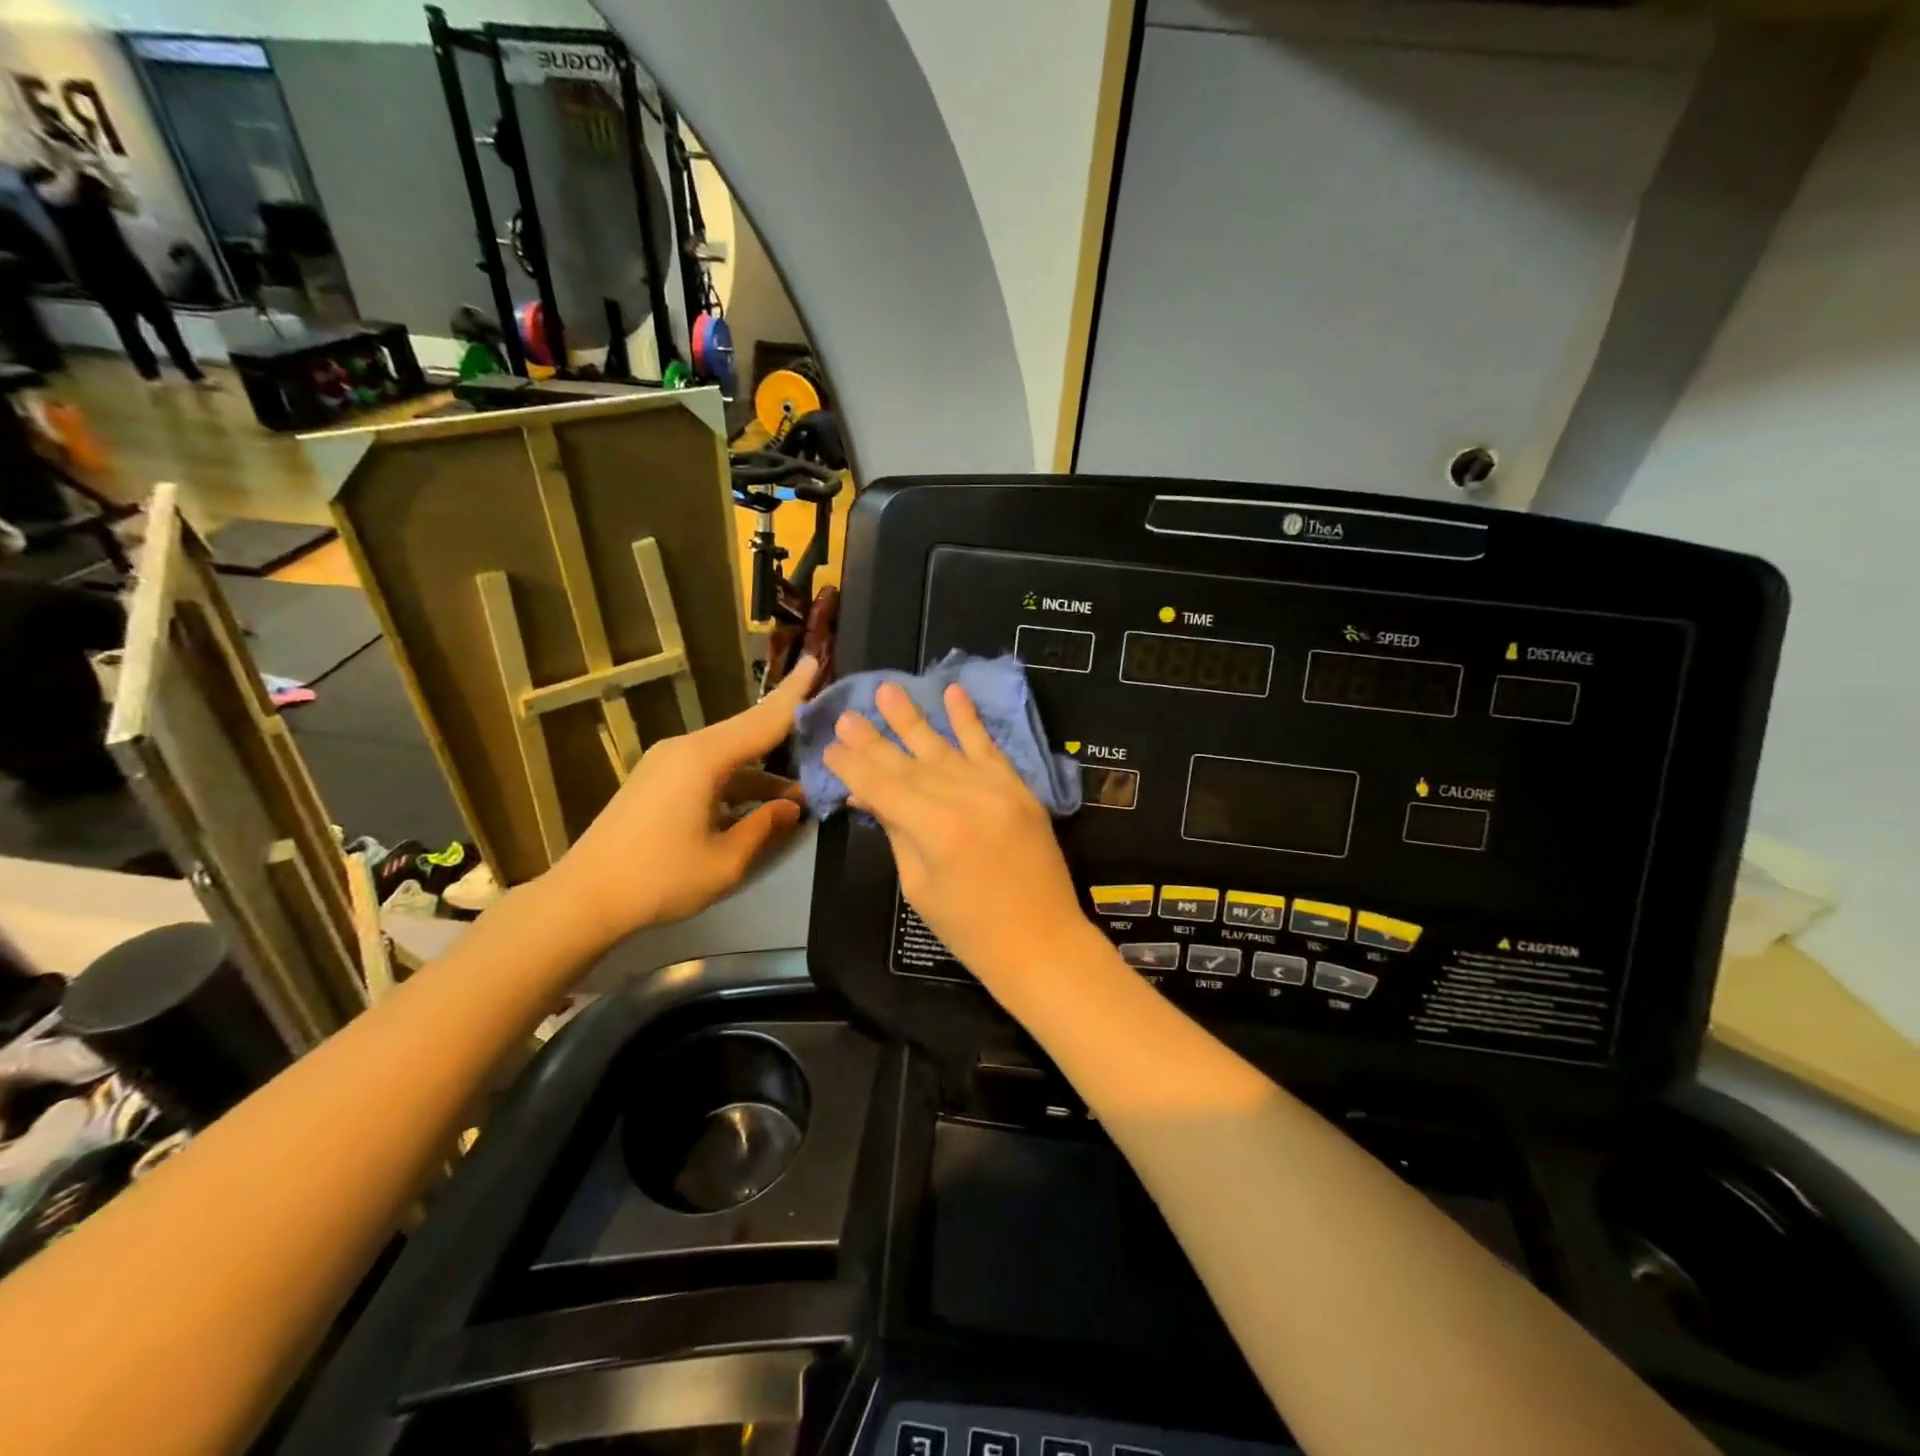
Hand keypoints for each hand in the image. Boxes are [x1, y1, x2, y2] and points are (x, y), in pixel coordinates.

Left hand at [549, 657, 819, 945]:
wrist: (582, 898)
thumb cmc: (658, 879)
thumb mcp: (725, 861)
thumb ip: (765, 827)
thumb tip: (792, 806)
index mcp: (703, 759)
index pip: (762, 720)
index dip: (794, 694)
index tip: (815, 662)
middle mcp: (685, 749)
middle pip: (747, 732)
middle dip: (785, 731)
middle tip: (824, 728)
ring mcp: (667, 763)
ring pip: (730, 756)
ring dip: (763, 773)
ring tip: (800, 794)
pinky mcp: (657, 780)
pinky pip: (710, 770)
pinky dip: (738, 783)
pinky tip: (759, 807)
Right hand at [823, 681, 1093, 990]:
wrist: (1042, 942)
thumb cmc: (971, 929)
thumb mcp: (920, 886)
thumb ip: (897, 833)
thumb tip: (869, 797)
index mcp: (935, 829)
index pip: (883, 787)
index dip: (854, 766)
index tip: (830, 746)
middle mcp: (965, 798)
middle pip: (909, 763)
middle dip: (874, 740)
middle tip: (847, 715)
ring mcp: (997, 789)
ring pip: (945, 748)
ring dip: (914, 719)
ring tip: (888, 690)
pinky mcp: (1020, 789)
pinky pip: (990, 749)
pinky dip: (970, 721)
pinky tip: (954, 692)